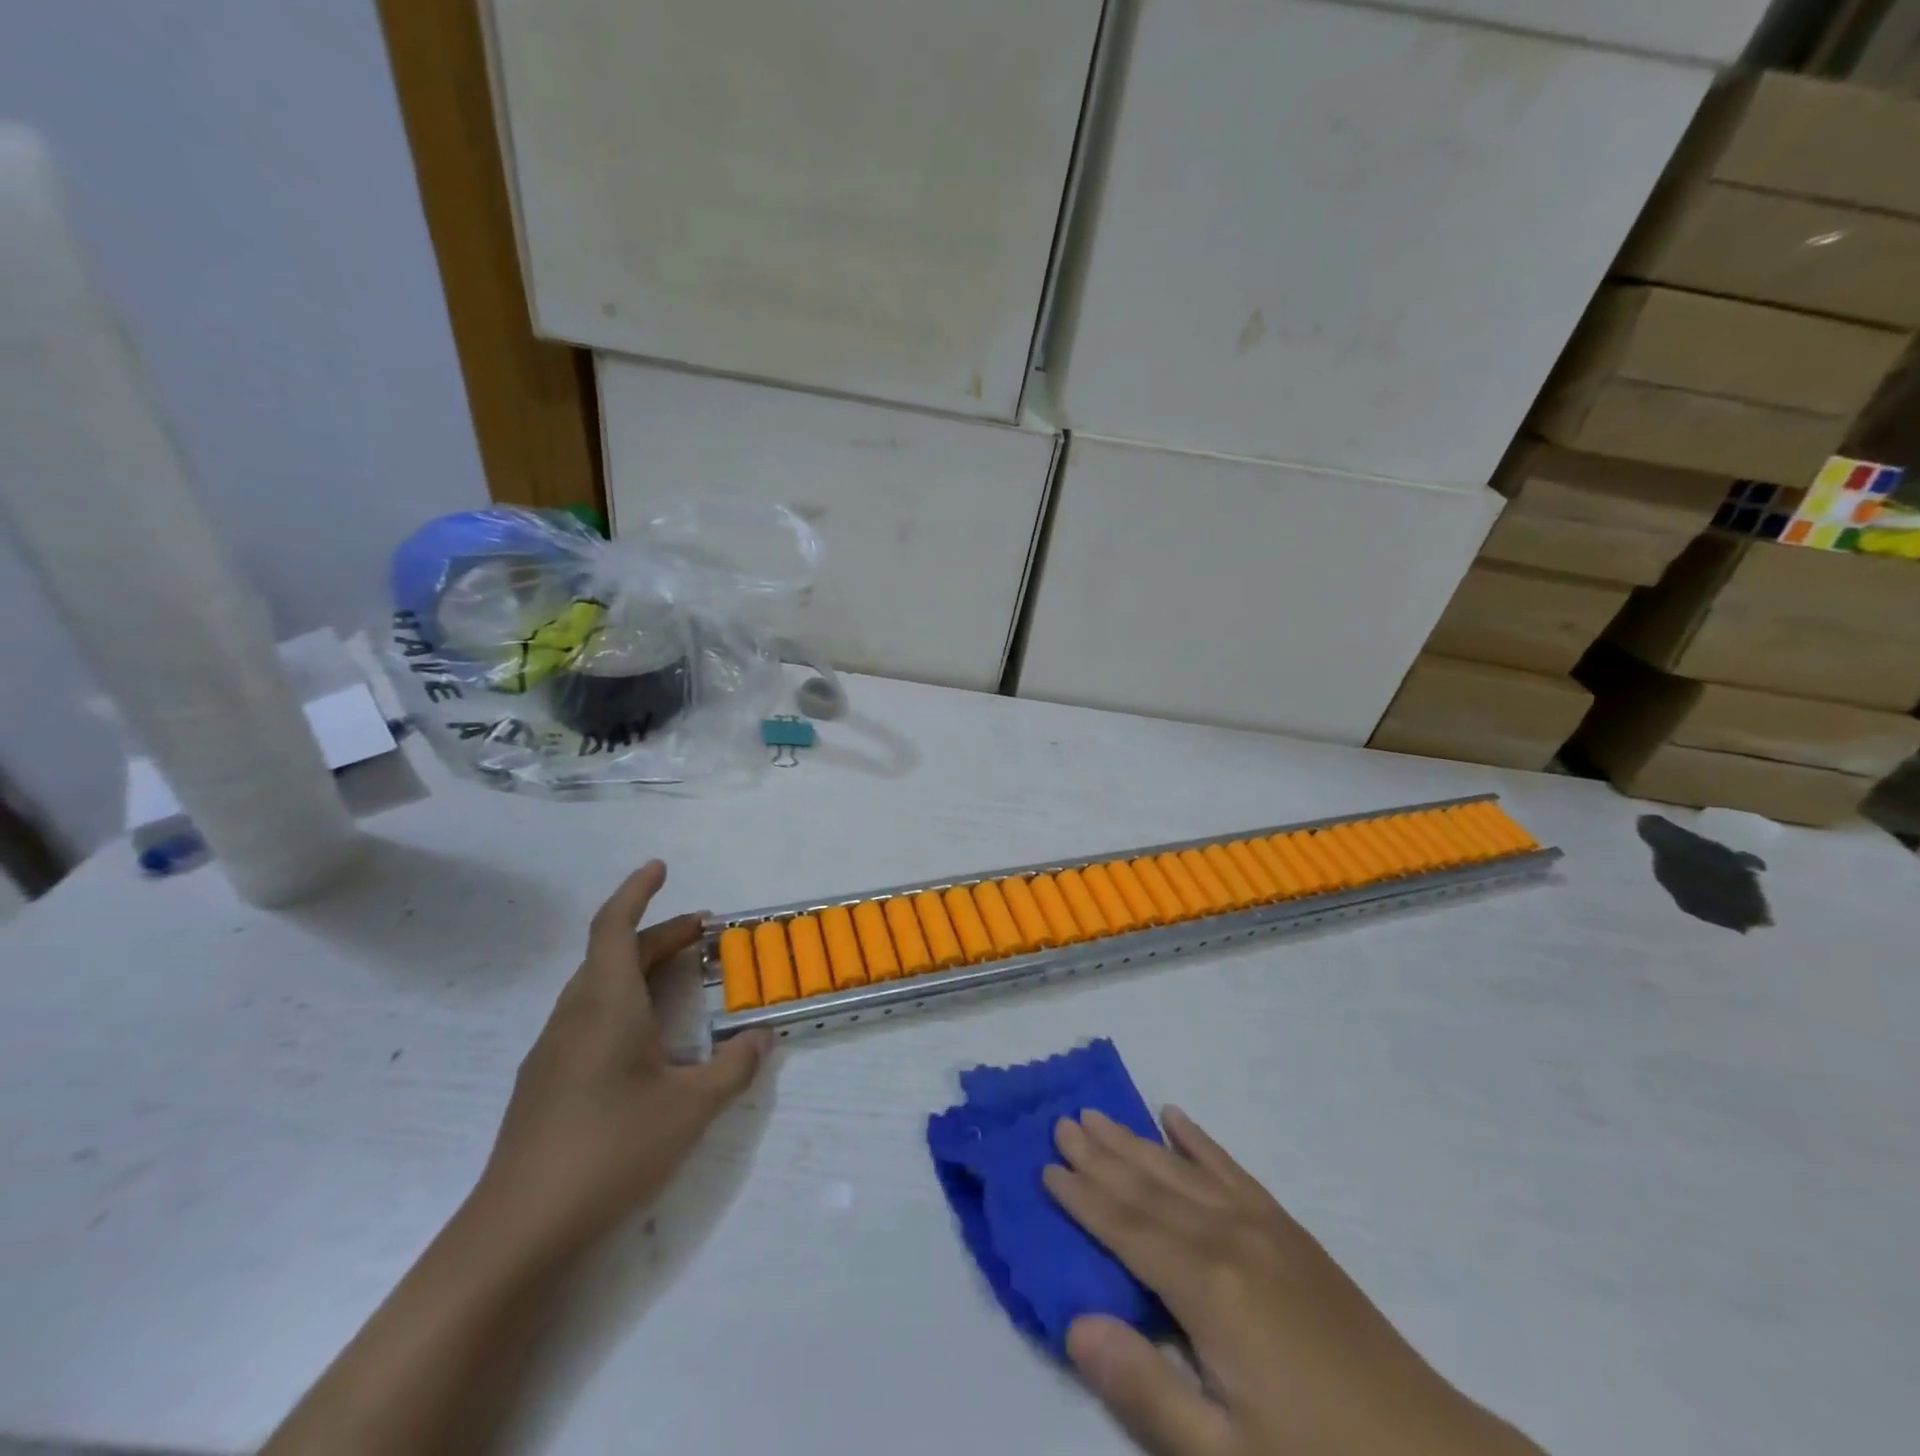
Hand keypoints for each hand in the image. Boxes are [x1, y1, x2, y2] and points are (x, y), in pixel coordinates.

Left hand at [469, 861, 769, 1264]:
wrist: (517, 1233)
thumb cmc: (609, 1152)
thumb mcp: (690, 1109)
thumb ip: (734, 1067)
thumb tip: (763, 1036)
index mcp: (605, 1005)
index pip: (615, 927)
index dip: (637, 891)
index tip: (660, 867)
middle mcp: (574, 1015)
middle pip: (614, 954)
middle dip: (659, 934)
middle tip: (705, 933)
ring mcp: (553, 1049)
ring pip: (599, 985)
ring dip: (640, 967)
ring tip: (682, 975)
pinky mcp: (546, 1080)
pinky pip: (589, 1015)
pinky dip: (624, 1000)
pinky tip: (646, 1037)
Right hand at [1045, 1108, 1544, 1455]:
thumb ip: (1146, 1390)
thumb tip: (1074, 1323)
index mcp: (1209, 1289)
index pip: (1127, 1230)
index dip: (1083, 1199)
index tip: (1046, 1166)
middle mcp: (1231, 1239)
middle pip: (1150, 1187)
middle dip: (1102, 1155)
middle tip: (1062, 1122)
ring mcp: (1265, 1228)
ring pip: (1183, 1171)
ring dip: (1137, 1142)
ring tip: (1100, 1115)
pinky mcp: (1292, 1233)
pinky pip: (1233, 1171)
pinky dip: (1200, 1143)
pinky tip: (1178, 1120)